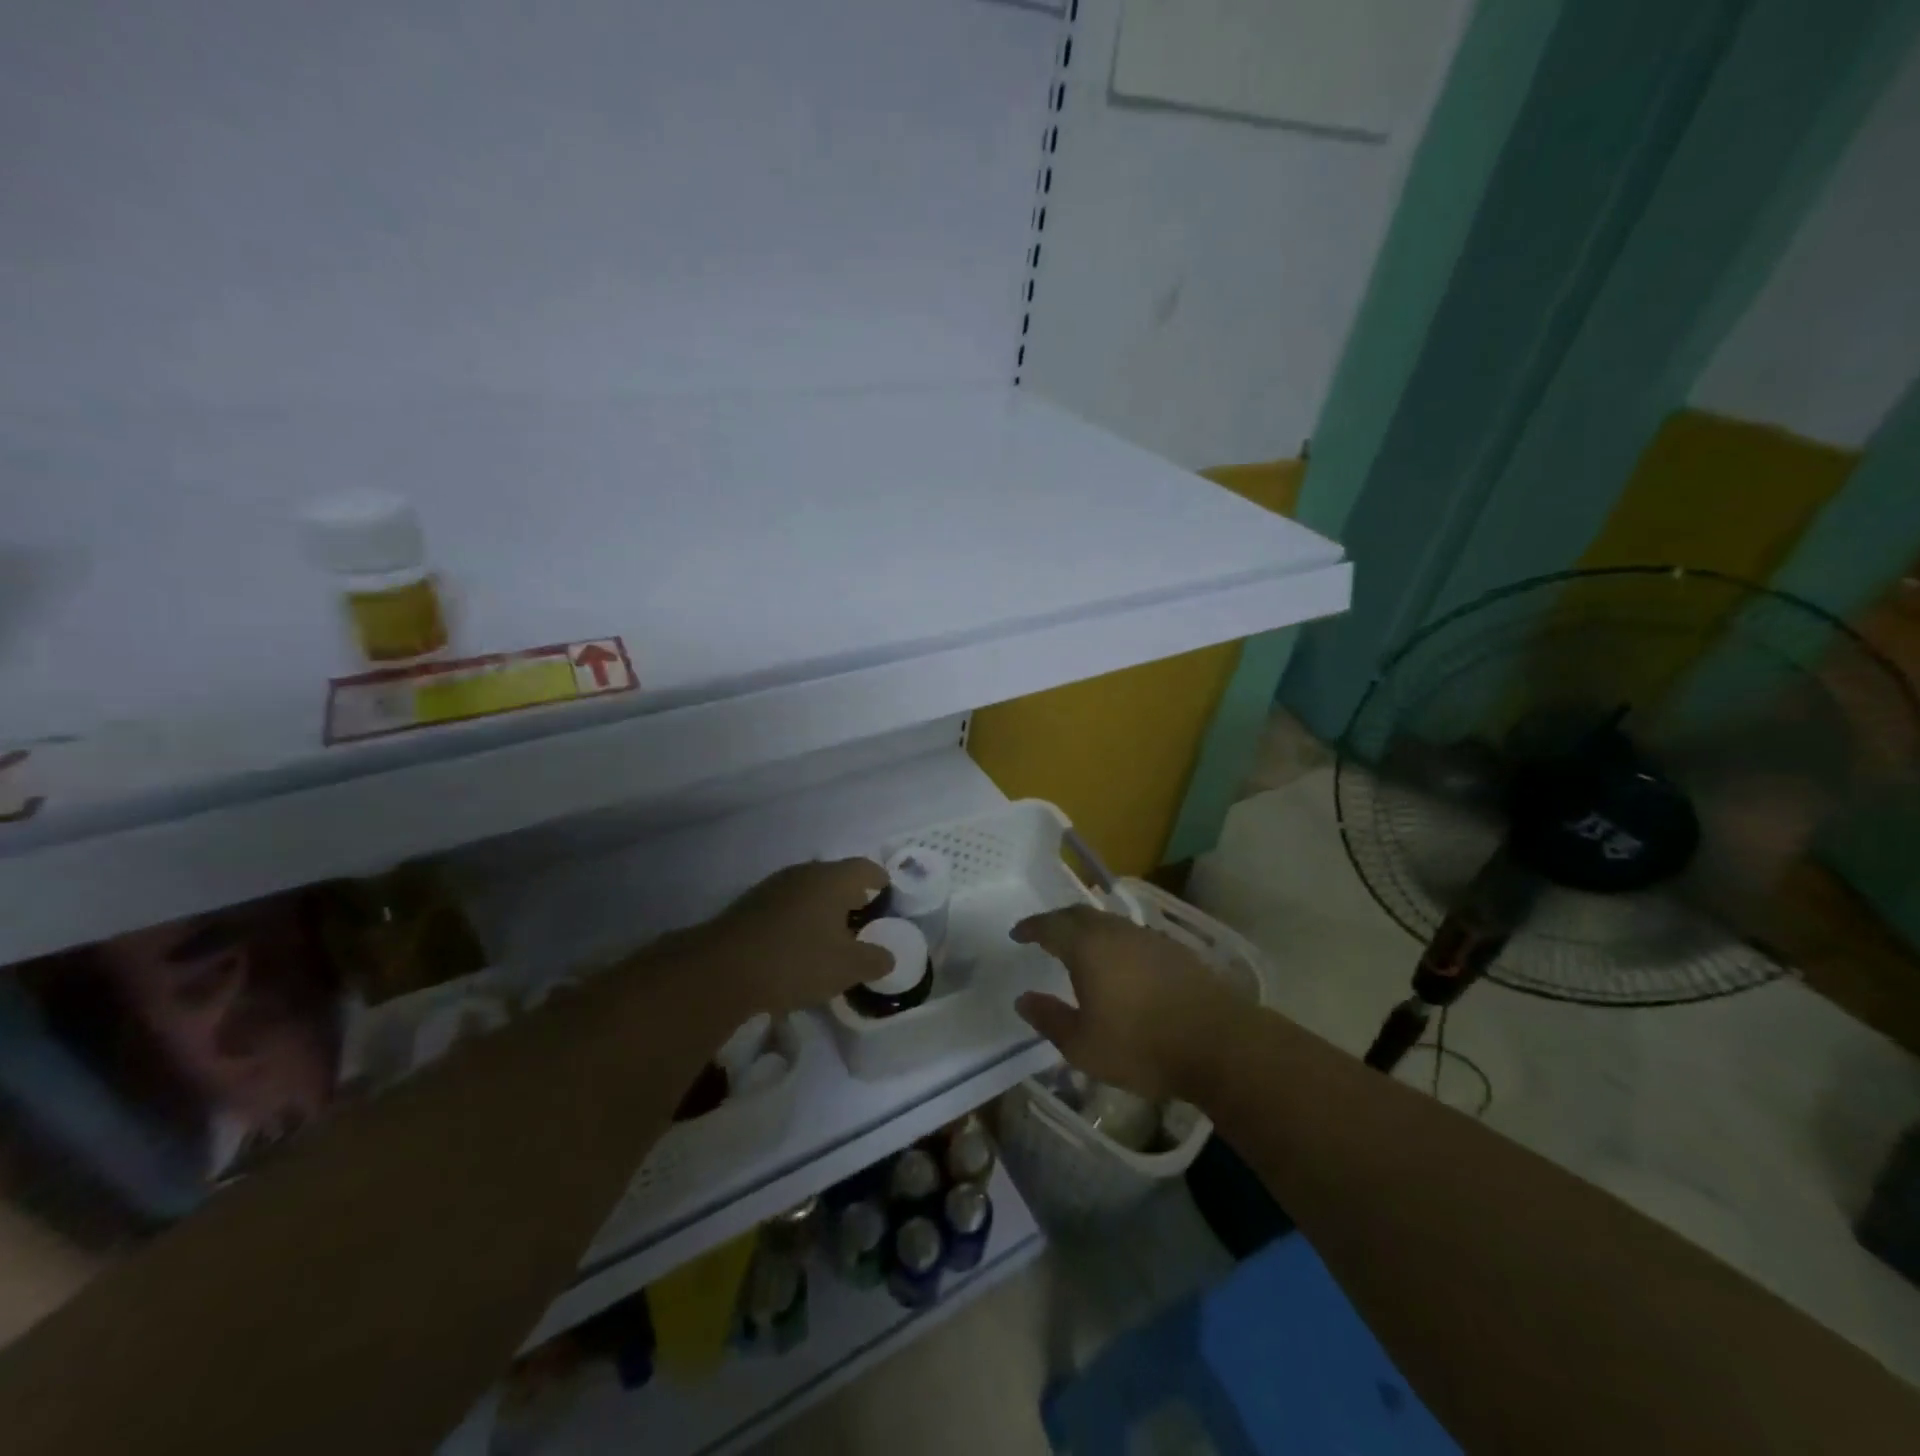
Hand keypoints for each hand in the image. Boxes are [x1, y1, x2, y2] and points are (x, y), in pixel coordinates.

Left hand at [704, 858, 891, 1015]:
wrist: (723, 969)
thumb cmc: (797, 960)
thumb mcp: (846, 968)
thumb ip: (874, 960)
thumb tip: (887, 957)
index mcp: (832, 879)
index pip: (865, 868)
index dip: (879, 880)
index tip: (887, 893)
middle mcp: (804, 873)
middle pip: (835, 876)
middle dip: (850, 895)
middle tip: (862, 918)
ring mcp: (773, 886)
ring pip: (808, 890)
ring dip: (821, 907)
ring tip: (831, 934)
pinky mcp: (750, 905)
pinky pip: (786, 905)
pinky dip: (798, 918)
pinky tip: (798, 944)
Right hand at [1011, 905, 1237, 1102]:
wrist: (1218, 1043)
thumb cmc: (1141, 1046)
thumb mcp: (1082, 1045)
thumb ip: (1049, 1018)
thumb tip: (1023, 999)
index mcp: (1087, 947)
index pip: (1051, 925)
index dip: (1031, 927)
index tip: (1017, 933)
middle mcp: (1116, 931)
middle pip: (1079, 915)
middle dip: (1058, 921)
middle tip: (1045, 934)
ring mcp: (1148, 937)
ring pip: (1109, 923)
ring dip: (1088, 930)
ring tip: (1080, 949)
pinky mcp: (1174, 950)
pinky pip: (1132, 936)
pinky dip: (1115, 942)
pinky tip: (1120, 964)